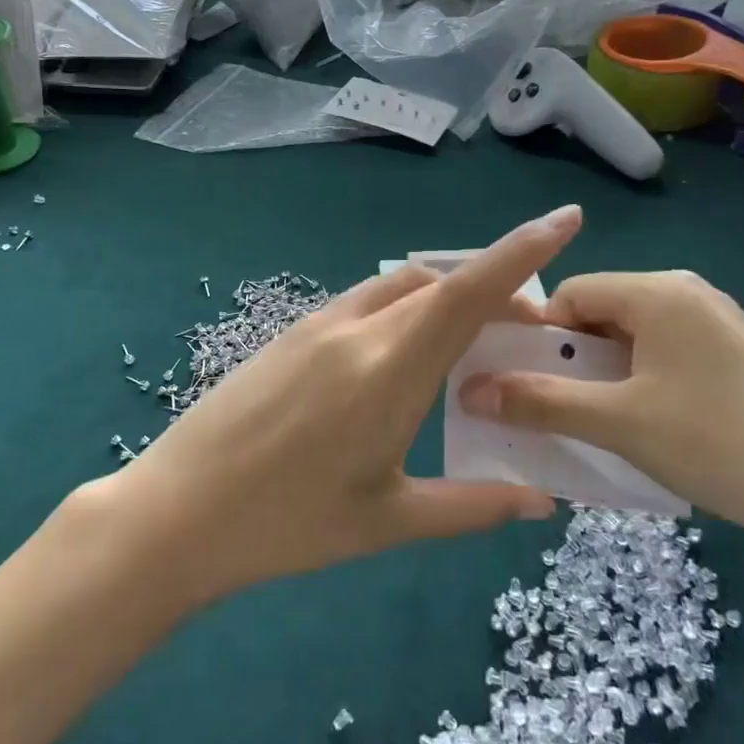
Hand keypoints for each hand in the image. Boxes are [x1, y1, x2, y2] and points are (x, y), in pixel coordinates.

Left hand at [112, 207, 580, 603]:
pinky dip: (405, 306)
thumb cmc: (286, 525)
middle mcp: (358, 329)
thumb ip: (471, 506)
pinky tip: (404, 352)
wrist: (176, 512)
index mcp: (390, 370)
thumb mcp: (387, 521)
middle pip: (442, 283)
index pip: (469, 292)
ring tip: (471, 339)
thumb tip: (541, 502)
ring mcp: (318, 324)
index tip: (567, 218)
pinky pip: (366, 300)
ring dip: (446, 296)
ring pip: (402, 286)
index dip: (522, 250)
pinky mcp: (291, 331)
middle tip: (527, 330)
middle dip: (495, 291)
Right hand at [457, 271, 743, 555]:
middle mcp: (683, 292)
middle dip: (569, 361)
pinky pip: (662, 354)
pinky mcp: (732, 352)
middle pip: (598, 314)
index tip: (528, 386)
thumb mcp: (619, 423)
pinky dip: (637, 383)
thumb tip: (469, 391)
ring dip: (602, 377)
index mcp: (656, 292)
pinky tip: (643, 426)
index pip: (569, 295)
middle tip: (556, 411)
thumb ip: (539, 403)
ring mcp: (713, 321)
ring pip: (629, 338)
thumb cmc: (719, 443)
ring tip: (596, 425)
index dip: (539, 339)